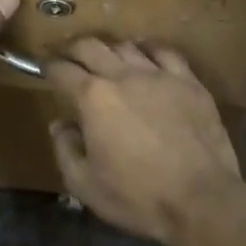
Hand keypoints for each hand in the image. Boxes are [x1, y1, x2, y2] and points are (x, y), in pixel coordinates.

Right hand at [44, 38, 243, 245]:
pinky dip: (148, 50)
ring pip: (126, 46)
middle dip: (73, 48)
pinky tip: (146, 55)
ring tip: (106, 58)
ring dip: (109, 49)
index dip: (48, 67)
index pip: (61, 71)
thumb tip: (60, 124)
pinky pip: (165, 52)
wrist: (201, 200)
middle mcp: (122, 75)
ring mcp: (158, 74)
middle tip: (68, 56)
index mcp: (93, 98)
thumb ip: (65, 149)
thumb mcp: (85, 185)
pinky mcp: (188, 81)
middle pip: (90, 46)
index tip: (44, 68)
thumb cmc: (138, 197)